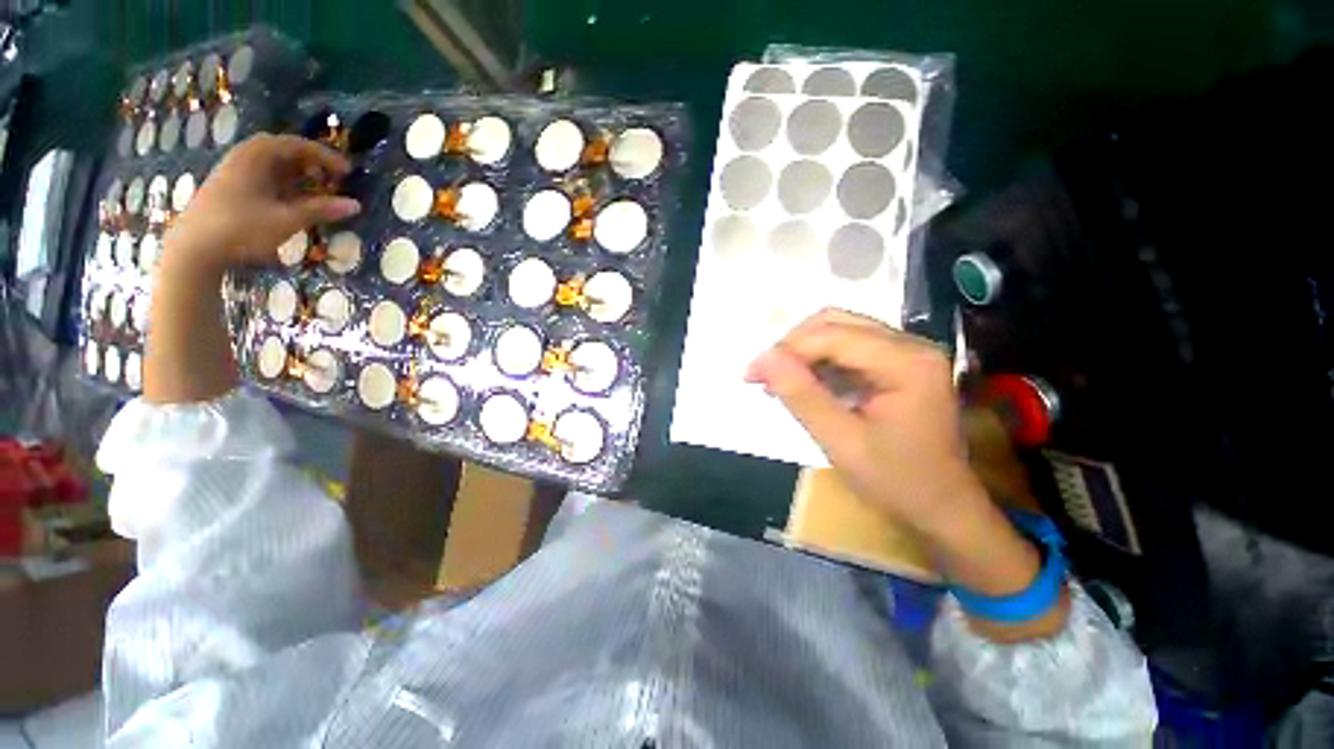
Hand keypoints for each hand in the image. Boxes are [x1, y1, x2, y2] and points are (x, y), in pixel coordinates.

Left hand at [162, 133, 360, 273]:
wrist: (194, 249)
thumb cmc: (242, 228)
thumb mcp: (287, 219)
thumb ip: (321, 210)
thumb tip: (356, 205)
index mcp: (256, 156)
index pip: (296, 145)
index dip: (325, 156)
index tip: (348, 171)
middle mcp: (244, 158)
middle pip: (283, 152)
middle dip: (311, 164)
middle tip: (334, 179)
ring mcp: (235, 174)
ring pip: (273, 167)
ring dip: (298, 176)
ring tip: (319, 190)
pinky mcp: (230, 191)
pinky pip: (264, 179)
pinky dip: (285, 186)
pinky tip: (295, 201)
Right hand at [746, 309, 980, 530]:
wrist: (942, 509)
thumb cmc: (897, 482)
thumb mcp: (841, 441)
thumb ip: (801, 396)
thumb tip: (763, 360)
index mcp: (906, 362)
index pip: (832, 336)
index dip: (785, 350)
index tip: (751, 374)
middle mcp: (910, 345)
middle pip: (836, 323)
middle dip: (792, 346)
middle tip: (764, 375)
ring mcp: (906, 353)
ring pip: (839, 332)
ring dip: (802, 352)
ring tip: (778, 381)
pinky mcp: (898, 365)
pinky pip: (848, 349)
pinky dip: (818, 362)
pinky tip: (802, 384)